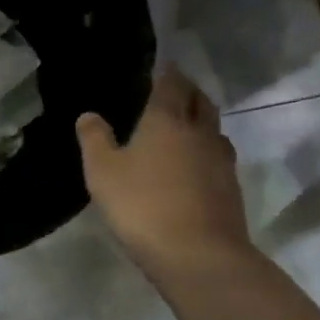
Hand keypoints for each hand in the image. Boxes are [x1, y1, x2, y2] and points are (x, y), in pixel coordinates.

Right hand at [77, 69, 252, 279]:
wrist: (198, 254)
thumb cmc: (142, 206)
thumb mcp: (103, 172)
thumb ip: (95, 140)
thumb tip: (89, 115)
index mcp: (166, 121)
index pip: (171, 84)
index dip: (167, 72)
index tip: (162, 65)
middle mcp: (199, 133)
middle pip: (200, 101)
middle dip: (189, 90)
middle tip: (175, 88)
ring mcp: (220, 161)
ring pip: (214, 129)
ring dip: (202, 120)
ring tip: (186, 124)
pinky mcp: (230, 188)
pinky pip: (218, 157)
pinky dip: (207, 151)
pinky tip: (195, 164)